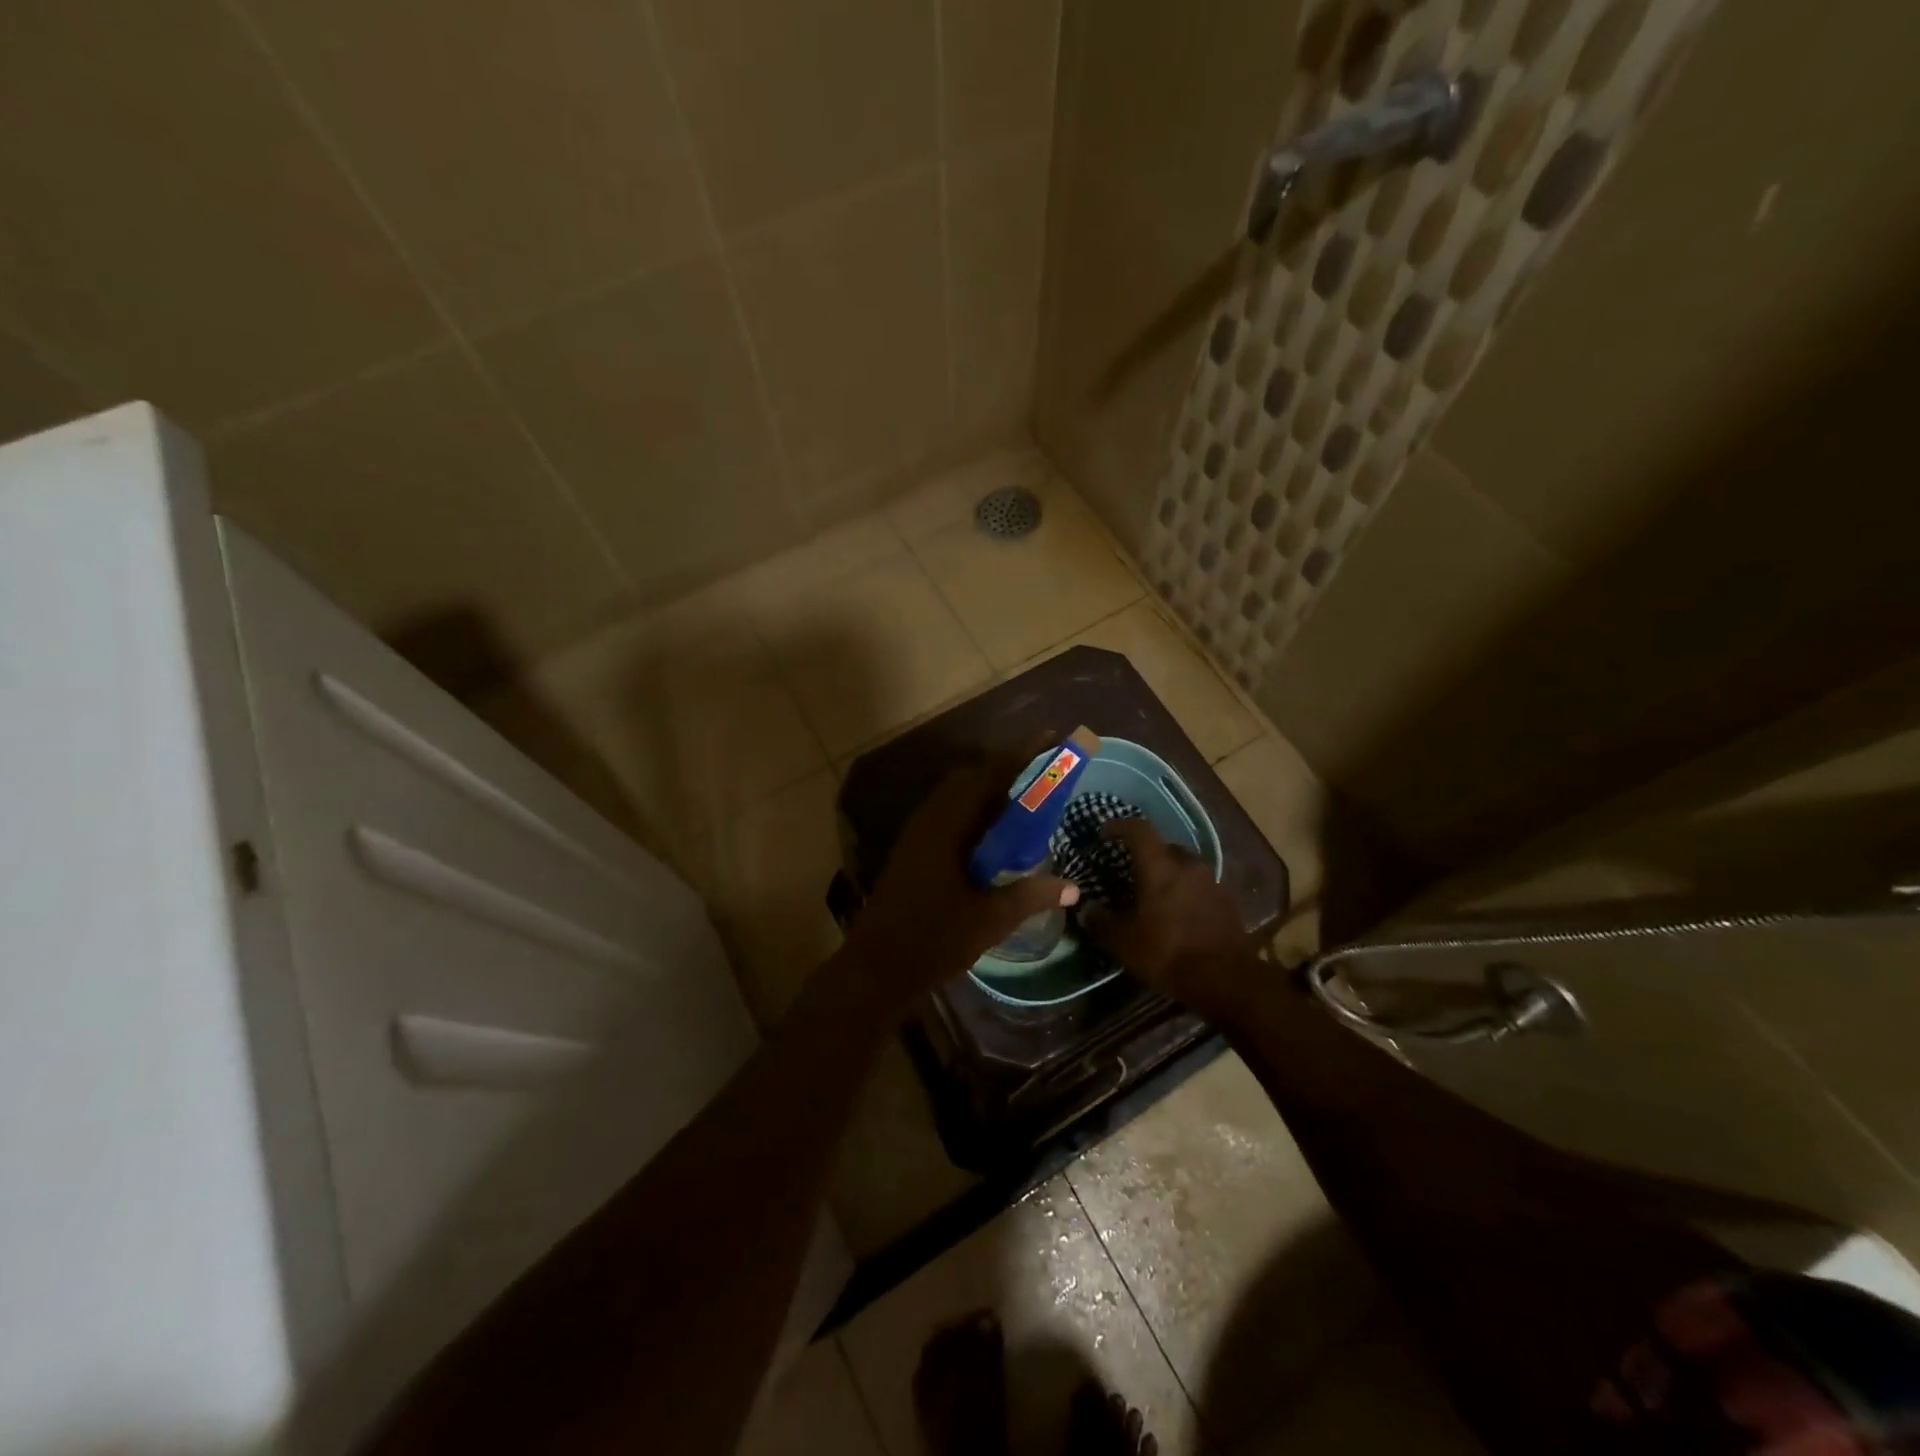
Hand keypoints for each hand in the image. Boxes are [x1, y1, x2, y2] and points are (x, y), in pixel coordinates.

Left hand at [844, 752, 1078, 1005]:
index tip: (1049, 740)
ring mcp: (917, 836)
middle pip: (971, 780)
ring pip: (959, 799)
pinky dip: (977, 816)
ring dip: (991, 795)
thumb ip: (1031, 896)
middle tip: (1043, 778)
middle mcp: (929, 820)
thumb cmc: (933, 940)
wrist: (875, 969)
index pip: (988, 775)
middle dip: (1007, 772)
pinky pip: (951, 818)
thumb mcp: (990, 919)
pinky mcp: (913, 852)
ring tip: (1027, 806)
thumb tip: (1072, 887)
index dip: (1020, 756)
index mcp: (946, 825)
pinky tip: (996, 841)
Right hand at [1081, 818, 1257, 1018]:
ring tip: (1155, 894)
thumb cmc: (1169, 953)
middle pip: (1164, 847)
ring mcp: (1212, 882)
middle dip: (1146, 854)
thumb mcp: (1124, 943)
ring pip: (1184, 867)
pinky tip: (1178, 913)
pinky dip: (1186, 892)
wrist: (1227, 980)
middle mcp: (1188, 865)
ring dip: (1168, 874)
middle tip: (1130, 870)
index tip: (1104, 834)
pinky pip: (1200, 886)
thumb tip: (1086, 909)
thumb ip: (1101, 922)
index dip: (1119, 826)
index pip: (1138, 829)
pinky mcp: (1228, 902)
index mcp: (1160, 867)